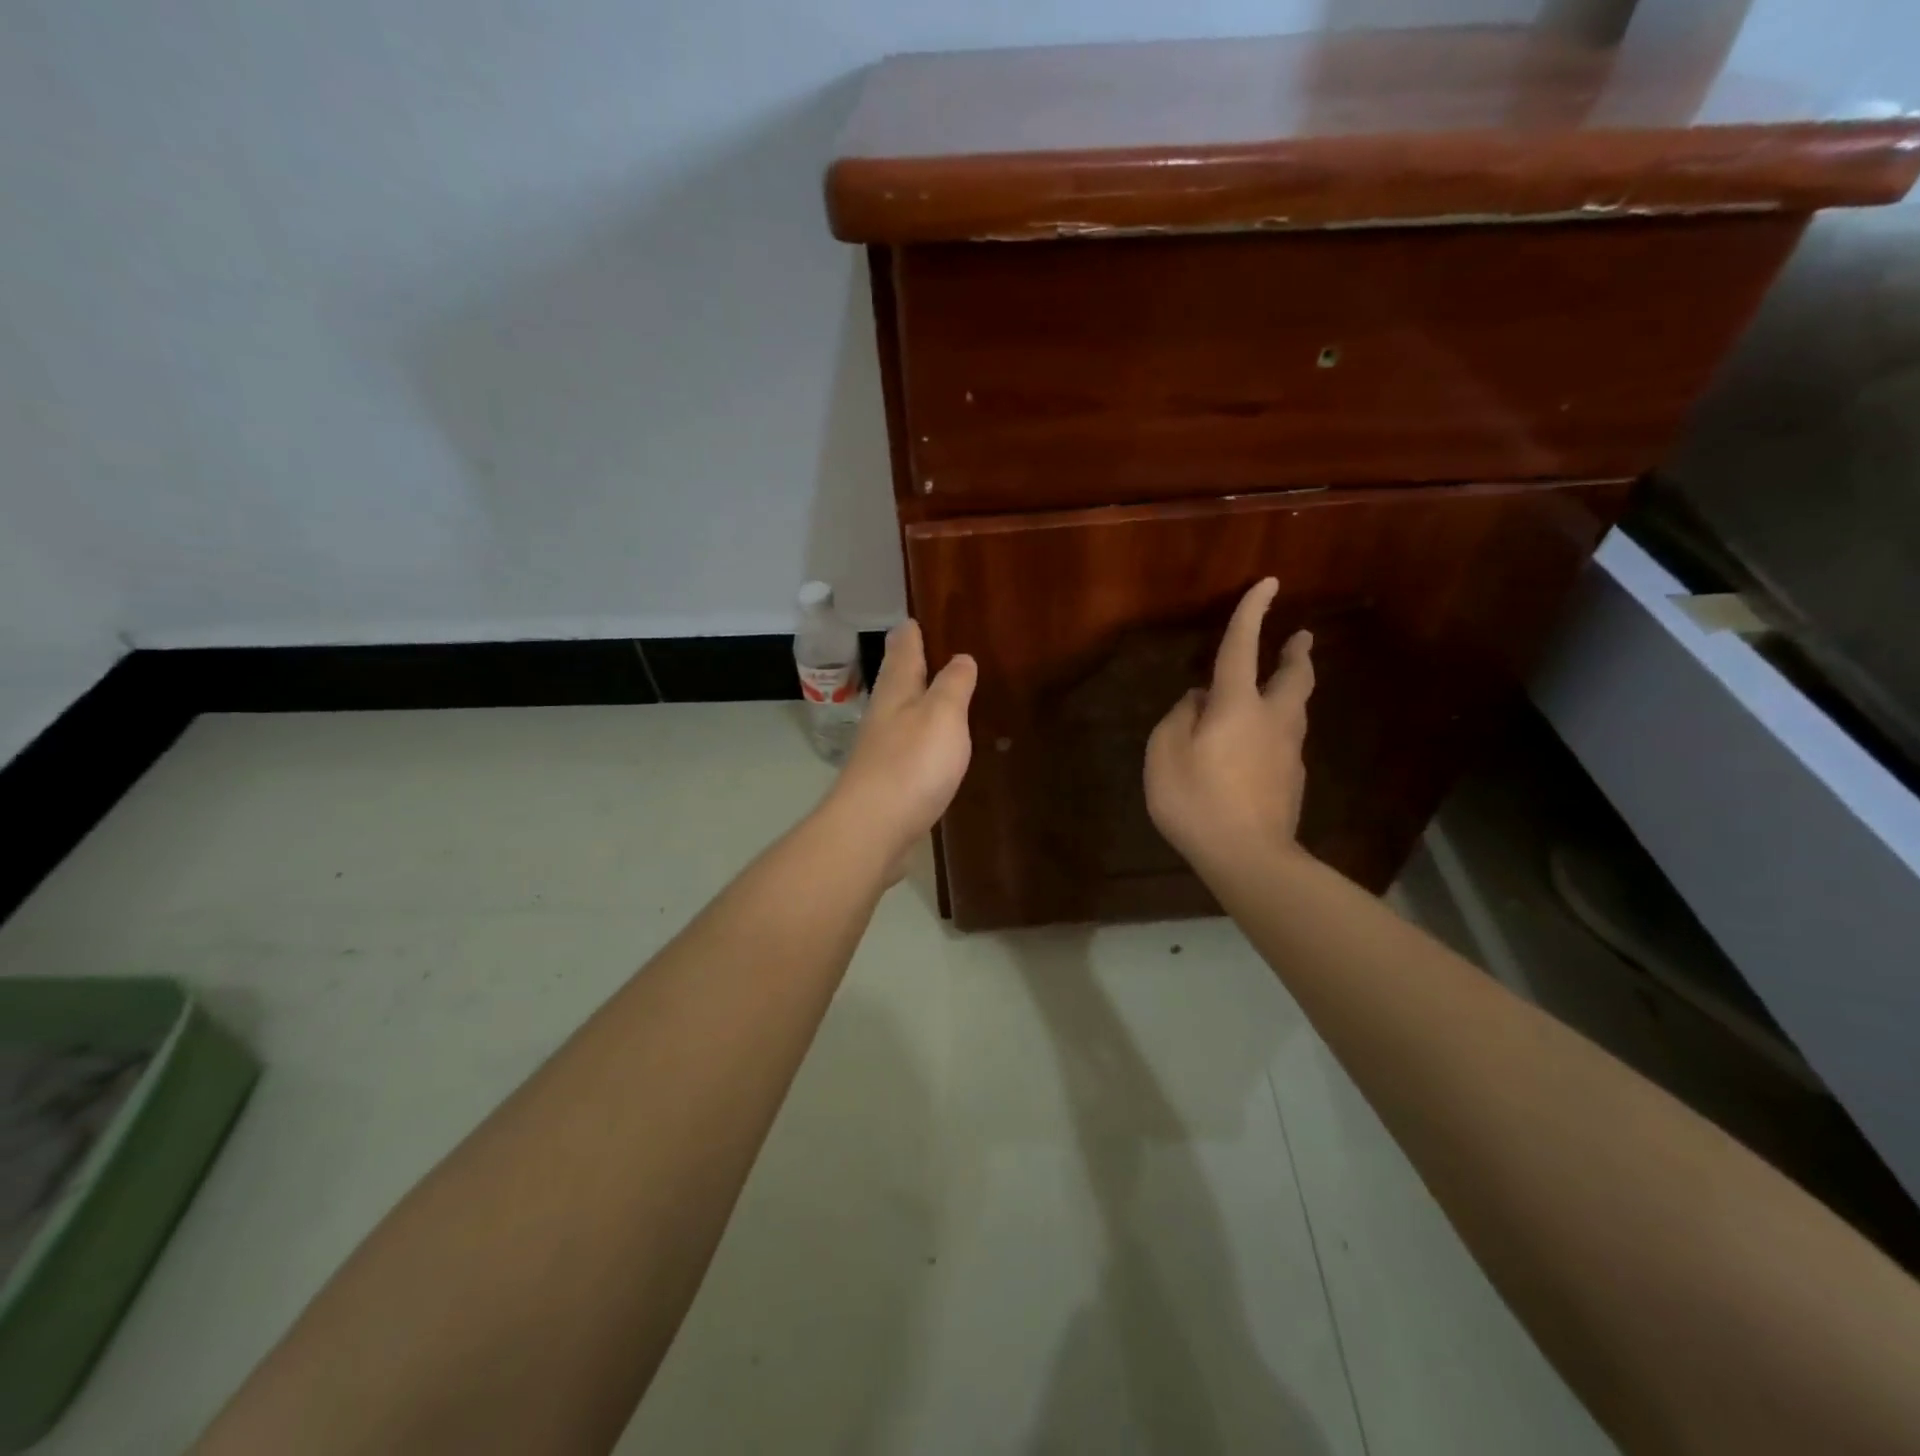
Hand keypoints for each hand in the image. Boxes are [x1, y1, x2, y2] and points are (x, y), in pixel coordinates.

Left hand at [825, 619, 976, 876]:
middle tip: (932, 646)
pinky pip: (909, 746)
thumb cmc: (911, 764)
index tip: (917, 616)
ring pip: (902, 712)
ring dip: (919, 699)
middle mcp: (885, 714)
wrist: (873, 829)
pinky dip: (922, 736)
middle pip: (897, 679)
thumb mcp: (942, 714)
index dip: (912, 631)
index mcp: (897, 690)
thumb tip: (960, 657)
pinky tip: (935, 744)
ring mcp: (883, 749)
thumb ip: (953, 685)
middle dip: (912, 662)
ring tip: (941, 690)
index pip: (903, 648)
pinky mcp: (888, 781)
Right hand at [1144, 578, 1314, 869]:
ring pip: (1296, 707)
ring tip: (1279, 684)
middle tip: (1300, 638)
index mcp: (1237, 705)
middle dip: (1295, 653)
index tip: (1269, 583)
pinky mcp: (1293, 778)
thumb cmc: (1196, 800)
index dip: (1252, 613)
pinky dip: (1277, 726)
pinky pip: (1285, 739)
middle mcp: (1271, 718)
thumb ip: (1179, 717)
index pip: (1242, 647)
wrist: (1248, 856)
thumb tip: (1199, 700)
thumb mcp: (1164, 754)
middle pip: (1293, 676)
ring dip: (1291, 687)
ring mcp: (1288, 750)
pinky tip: (1259, 743)